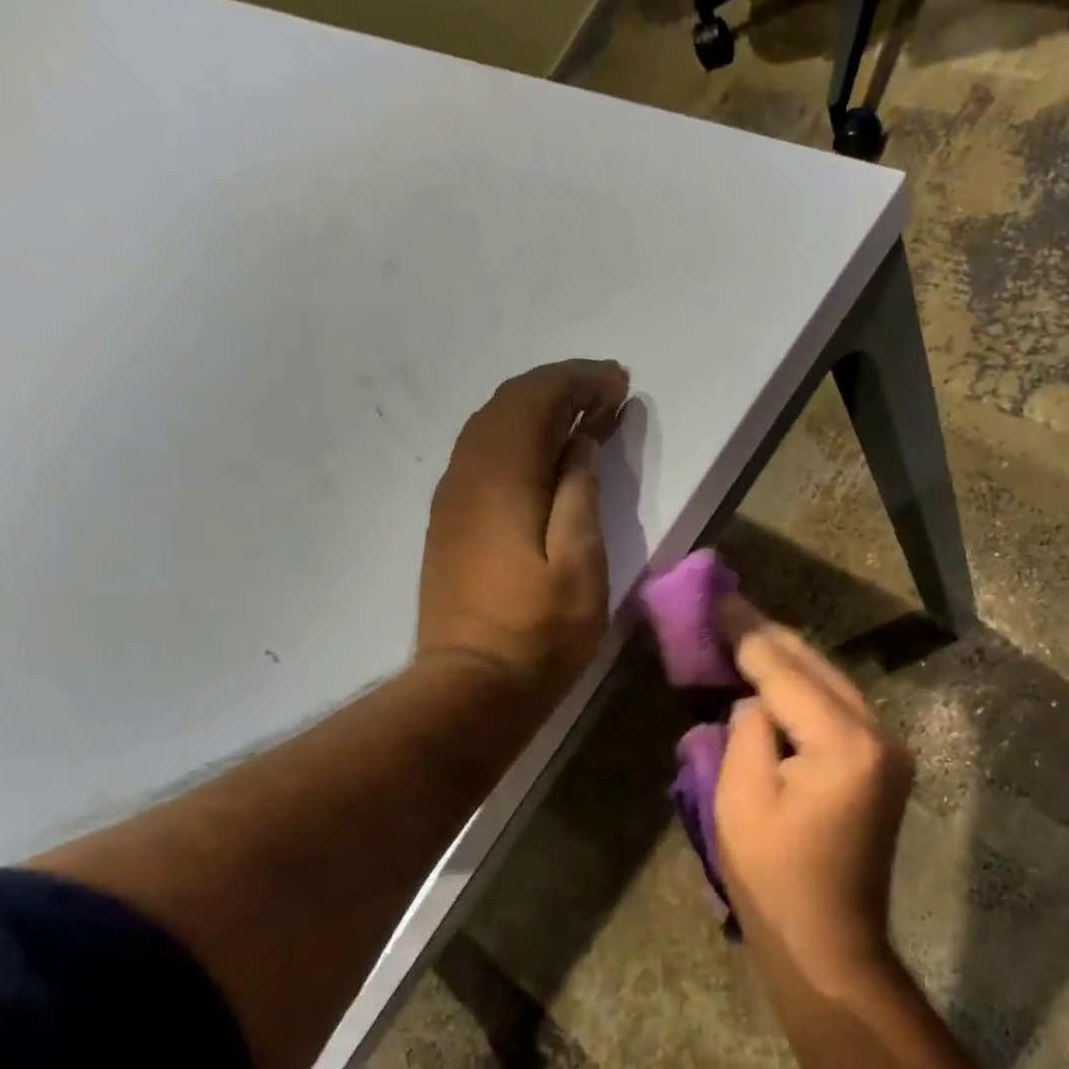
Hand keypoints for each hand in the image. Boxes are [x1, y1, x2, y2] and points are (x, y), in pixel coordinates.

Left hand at [418, 360, 628, 709]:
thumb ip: (580, 495)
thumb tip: (579, 444)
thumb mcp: (580, 565)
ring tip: (581, 418)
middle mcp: (466, 475)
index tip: (619, 382)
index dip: (578, 381)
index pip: (534, 399)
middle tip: (606, 393)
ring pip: (488, 428)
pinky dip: (515, 440)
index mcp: (500, 478)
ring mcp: (450, 500)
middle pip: (506, 405)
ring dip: (535, 412)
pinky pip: (479, 457)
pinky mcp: (448, 524)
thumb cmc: (538, 633)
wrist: (471, 687)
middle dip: (557, 388)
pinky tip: (542, 458)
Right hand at [715, 596, 912, 987]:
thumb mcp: (740, 799)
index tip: (717, 600)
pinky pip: (839, 709)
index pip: (785, 671)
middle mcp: (879, 734)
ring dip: (789, 660)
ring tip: (746, 634)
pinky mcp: (884, 766)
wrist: (829, 945)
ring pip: (832, 683)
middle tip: (728, 608)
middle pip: (817, 667)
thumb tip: (756, 700)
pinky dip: (806, 690)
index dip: (746, 635)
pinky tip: (778, 678)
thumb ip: (748, 730)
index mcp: (845, 742)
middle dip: (769, 637)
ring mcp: (888, 750)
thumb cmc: (774, 880)